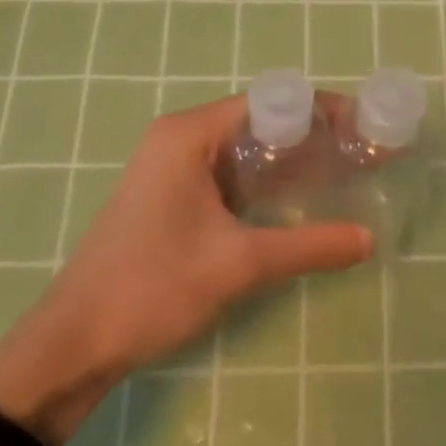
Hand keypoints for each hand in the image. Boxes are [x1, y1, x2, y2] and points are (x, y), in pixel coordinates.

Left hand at [0, 94, 373, 442]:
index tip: (367, 128)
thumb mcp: (238, 264)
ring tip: (348, 172)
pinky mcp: (175, 195)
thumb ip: (309, 247)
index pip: (272, 102)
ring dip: (294, 161)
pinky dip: (269, 184)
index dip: (323, 112)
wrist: (74, 343)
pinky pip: (232, 176)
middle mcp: (182, 137)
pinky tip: (304, 200)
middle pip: (262, 122)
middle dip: (315, 137)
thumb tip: (371, 240)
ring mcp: (175, 167)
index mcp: (190, 133)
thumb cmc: (152, 288)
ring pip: (248, 151)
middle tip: (368, 152)